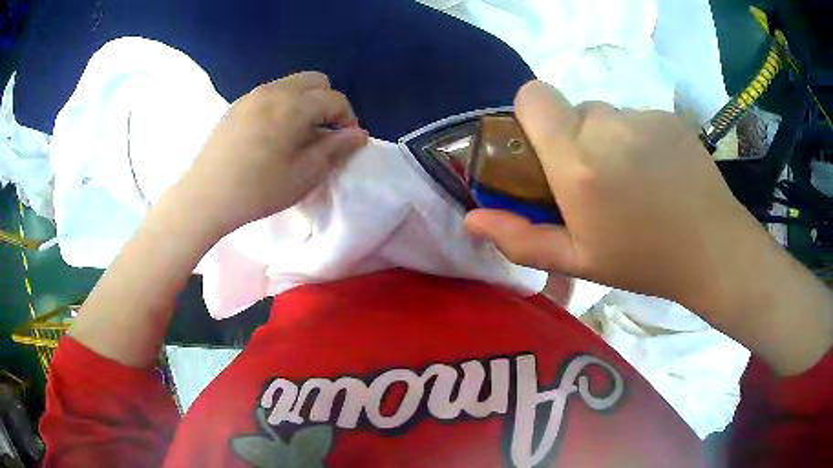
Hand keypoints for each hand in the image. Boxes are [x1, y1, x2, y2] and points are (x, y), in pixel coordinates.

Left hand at [178, 72, 367, 235]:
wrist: (205, 196)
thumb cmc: (258, 190)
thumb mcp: (304, 175)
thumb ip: (335, 149)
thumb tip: (358, 134)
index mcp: (294, 105)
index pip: (335, 99)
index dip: (347, 119)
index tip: (344, 143)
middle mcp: (275, 90)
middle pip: (315, 81)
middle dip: (327, 103)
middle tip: (322, 133)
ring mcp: (252, 95)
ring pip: (292, 84)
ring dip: (305, 102)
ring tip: (297, 134)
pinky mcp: (237, 105)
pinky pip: (270, 93)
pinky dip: (283, 104)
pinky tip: (272, 134)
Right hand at [466, 81, 832, 374]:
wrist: (712, 248)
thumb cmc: (643, 260)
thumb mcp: (577, 260)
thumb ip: (521, 238)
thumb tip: (472, 219)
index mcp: (577, 160)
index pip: (532, 95)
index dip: (531, 116)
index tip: (546, 152)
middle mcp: (606, 126)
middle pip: (570, 109)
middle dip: (574, 139)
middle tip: (597, 183)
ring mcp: (642, 117)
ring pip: (605, 114)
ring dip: (607, 140)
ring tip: (632, 182)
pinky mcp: (667, 116)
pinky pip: (636, 118)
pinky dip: (637, 139)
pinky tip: (658, 173)